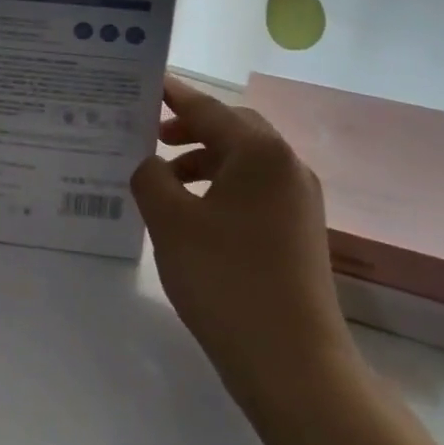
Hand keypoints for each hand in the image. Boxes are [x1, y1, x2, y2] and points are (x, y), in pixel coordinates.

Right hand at [131, 76, 359, 423]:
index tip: (144, 84)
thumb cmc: (226, 279)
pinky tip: (193, 213)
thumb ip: (150, 178)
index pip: (208, 109)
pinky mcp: (299, 231)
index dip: (173, 95)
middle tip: (149, 135)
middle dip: (189, 128)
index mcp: (260, 153)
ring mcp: (299, 201)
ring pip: (244, 161)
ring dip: (203, 160)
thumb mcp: (171, 222)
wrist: (292, 361)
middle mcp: (287, 166)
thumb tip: (151, 165)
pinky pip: (254, 189)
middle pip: (232, 129)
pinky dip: (220, 187)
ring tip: (164, 179)